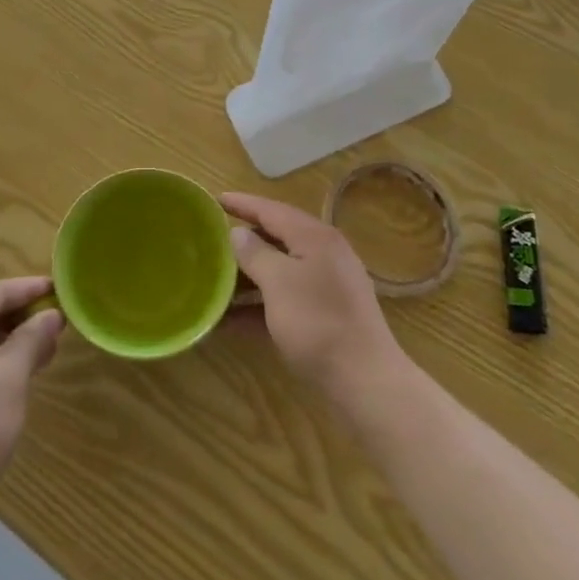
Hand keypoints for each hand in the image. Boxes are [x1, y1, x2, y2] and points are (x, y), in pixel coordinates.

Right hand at [223, 193, 406, 409]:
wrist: (365, 380)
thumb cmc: (318, 322)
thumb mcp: (278, 283)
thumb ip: (255, 254)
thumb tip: (239, 233)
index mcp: (314, 236)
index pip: (271, 209)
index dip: (242, 204)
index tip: (216, 199)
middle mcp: (324, 252)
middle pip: (278, 236)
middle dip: (245, 238)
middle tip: (213, 237)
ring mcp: (328, 283)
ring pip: (281, 268)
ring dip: (250, 273)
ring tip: (218, 277)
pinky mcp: (327, 312)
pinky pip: (287, 296)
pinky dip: (262, 301)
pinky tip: (234, 318)